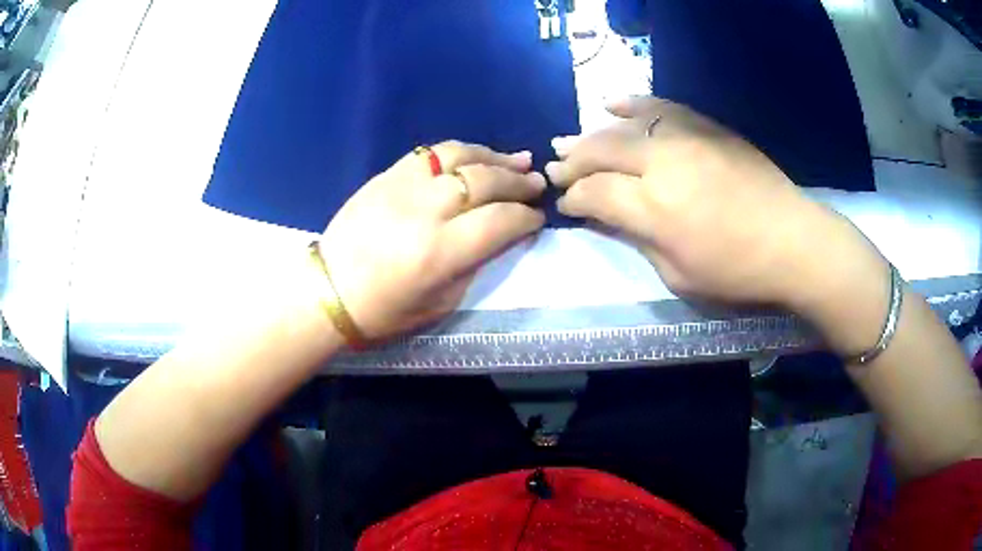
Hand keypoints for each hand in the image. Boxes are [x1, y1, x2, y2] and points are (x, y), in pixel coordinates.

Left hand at [319, 141, 545, 339]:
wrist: (328, 290)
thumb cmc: (385, 311)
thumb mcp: (441, 304)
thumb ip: (476, 265)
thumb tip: (503, 235)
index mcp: (441, 251)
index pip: (500, 221)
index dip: (526, 217)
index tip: (538, 218)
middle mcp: (426, 210)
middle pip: (485, 181)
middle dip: (518, 182)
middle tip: (537, 183)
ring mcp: (403, 186)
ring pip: (460, 155)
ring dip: (494, 156)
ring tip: (517, 159)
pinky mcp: (387, 175)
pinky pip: (430, 152)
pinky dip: (460, 151)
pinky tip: (475, 156)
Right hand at [548, 97, 888, 351]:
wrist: (793, 240)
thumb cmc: (738, 271)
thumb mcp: (679, 275)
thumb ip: (638, 240)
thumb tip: (609, 218)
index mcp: (654, 209)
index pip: (594, 193)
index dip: (573, 198)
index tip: (565, 203)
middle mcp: (662, 163)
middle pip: (601, 151)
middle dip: (572, 161)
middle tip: (555, 168)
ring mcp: (685, 138)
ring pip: (624, 125)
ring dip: (592, 133)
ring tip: (571, 140)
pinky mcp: (706, 127)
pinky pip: (662, 106)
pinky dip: (632, 103)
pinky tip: (612, 103)